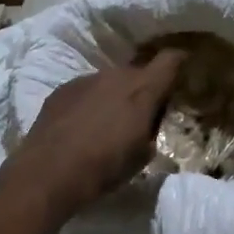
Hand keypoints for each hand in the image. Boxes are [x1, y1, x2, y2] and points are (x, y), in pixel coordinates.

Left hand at [10, 48, 186, 213]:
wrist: (49, 173)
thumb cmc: (105, 167)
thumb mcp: (143, 154)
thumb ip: (151, 130)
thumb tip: (149, 123)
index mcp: (143, 90)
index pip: (170, 60)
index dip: (180, 61)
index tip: (184, 68)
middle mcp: (116, 76)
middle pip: (138, 72)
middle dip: (143, 88)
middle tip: (142, 111)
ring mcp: (86, 79)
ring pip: (110, 80)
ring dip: (114, 95)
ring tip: (108, 121)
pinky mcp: (62, 89)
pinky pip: (86, 89)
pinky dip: (90, 102)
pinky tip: (82, 125)